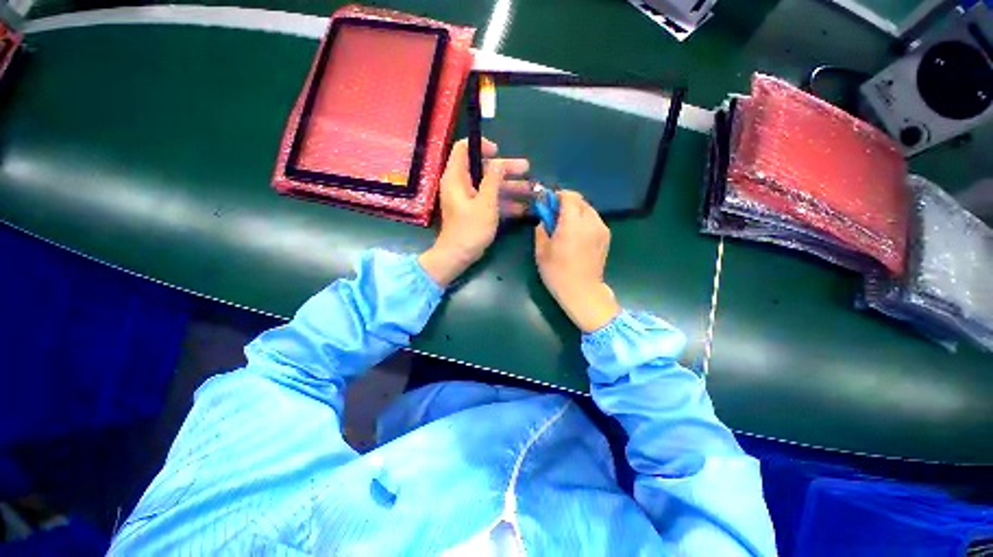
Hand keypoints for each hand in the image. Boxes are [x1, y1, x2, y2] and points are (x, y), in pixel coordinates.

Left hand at [419, 138, 529, 286]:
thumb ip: (493, 181)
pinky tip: (524, 208)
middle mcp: (461, 185)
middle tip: (527, 169)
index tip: (499, 153)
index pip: (463, 149)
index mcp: (456, 177)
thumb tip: (499, 163)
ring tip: (532, 189)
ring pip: (490, 186)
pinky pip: (490, 201)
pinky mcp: (475, 211)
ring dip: (510, 187)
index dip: (481, 146)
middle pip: (484, 169)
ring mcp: (468, 199)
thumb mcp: (485, 203)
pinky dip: (504, 203)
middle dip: (506, 169)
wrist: (458, 256)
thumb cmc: (470, 229)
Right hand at [535, 192, 620, 332]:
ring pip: (589, 210)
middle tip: (556, 217)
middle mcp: (591, 222)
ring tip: (567, 228)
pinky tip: (578, 236)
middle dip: (567, 204)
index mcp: (573, 223)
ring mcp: (602, 229)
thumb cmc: (558, 272)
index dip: (558, 196)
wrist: (582, 291)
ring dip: (577, 213)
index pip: (569, 196)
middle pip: (581, 201)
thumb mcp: (541, 251)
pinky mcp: (607, 237)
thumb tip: (544, 220)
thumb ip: (541, 230)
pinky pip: (595, 221)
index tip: (549, 203)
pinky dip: (585, 222)